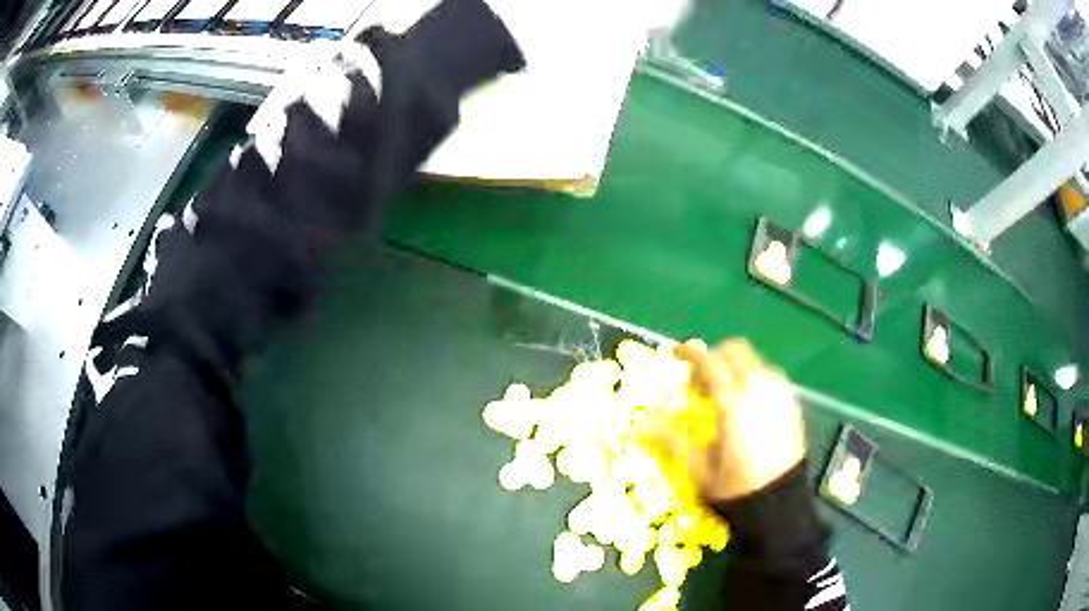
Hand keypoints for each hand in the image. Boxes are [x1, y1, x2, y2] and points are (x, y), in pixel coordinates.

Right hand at [671, 339, 806, 502]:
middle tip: (699, 382)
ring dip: (735, 366)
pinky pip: (770, 375)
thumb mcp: (699, 470)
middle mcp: (759, 390)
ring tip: (722, 395)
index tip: (675, 353)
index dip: (690, 353)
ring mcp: (780, 394)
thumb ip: (672, 442)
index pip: (710, 361)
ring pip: (754, 361)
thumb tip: (638, 427)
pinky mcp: (792, 403)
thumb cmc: (736, 489)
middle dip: (714, 357)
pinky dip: (754, 377)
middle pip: (735, 351)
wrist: (781, 504)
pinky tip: (746, 404)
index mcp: (733, 404)